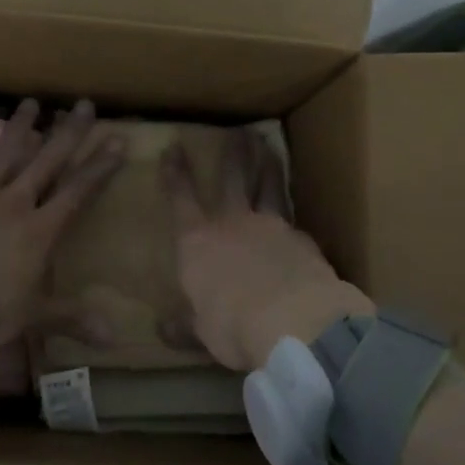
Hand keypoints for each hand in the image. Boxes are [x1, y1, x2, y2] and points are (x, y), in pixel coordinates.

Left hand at [0, 99, 123, 392]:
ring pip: (4, 155)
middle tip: (83, 104)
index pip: (78, 191)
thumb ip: (73, 318)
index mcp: (39, 230)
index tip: (118, 139)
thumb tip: (115, 337)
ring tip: (31, 102)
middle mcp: (14, 203)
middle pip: (47, 162)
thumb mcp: (34, 317)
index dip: (100, 166)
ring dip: (19, 128)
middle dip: (68, 133)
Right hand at [161, 128, 373, 371]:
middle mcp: (232, 224)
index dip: (175, 173)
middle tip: (238, 131)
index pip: (181, 199)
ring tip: (268, 145)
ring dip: (267, 164)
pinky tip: (295, 216)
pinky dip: (291, 211)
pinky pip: (293, 218)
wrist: (294, 321)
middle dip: (232, 153)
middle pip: (232, 179)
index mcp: (198, 243)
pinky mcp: (303, 239)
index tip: (173, 147)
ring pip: (268, 186)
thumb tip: (162, 329)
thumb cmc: (233, 326)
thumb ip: (184, 326)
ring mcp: (271, 227)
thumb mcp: (202, 333)